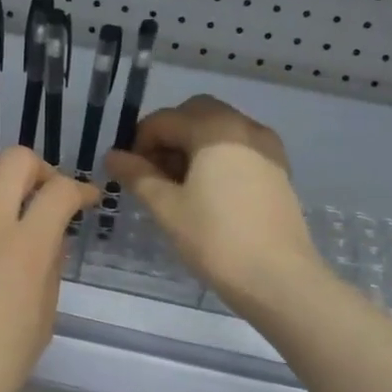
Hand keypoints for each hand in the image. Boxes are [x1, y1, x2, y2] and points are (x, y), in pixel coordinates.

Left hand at [0, 148, 97, 391]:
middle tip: (43, 194)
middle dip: (40, 170)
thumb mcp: (43, 318)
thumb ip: (50, 267)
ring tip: (0, 197)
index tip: (85, 200)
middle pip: (16, 160)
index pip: (59, 192)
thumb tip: (51, 237)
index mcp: (25, 248)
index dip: (81, 190)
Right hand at [104, 95, 320, 314]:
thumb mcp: (167, 207)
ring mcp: (266, 147)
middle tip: (152, 173)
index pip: (165, 120)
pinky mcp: (278, 169)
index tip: (127, 172)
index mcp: (215, 129)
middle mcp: (244, 126)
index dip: (138, 142)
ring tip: (177, 186)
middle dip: (169, 136)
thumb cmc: (215, 239)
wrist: (277, 277)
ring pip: (220, 129)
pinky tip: (206, 192)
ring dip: (193, 146)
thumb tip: (113, 156)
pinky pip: (240, 148)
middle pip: (196, 114)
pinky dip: (217, 157)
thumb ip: (138, 175)